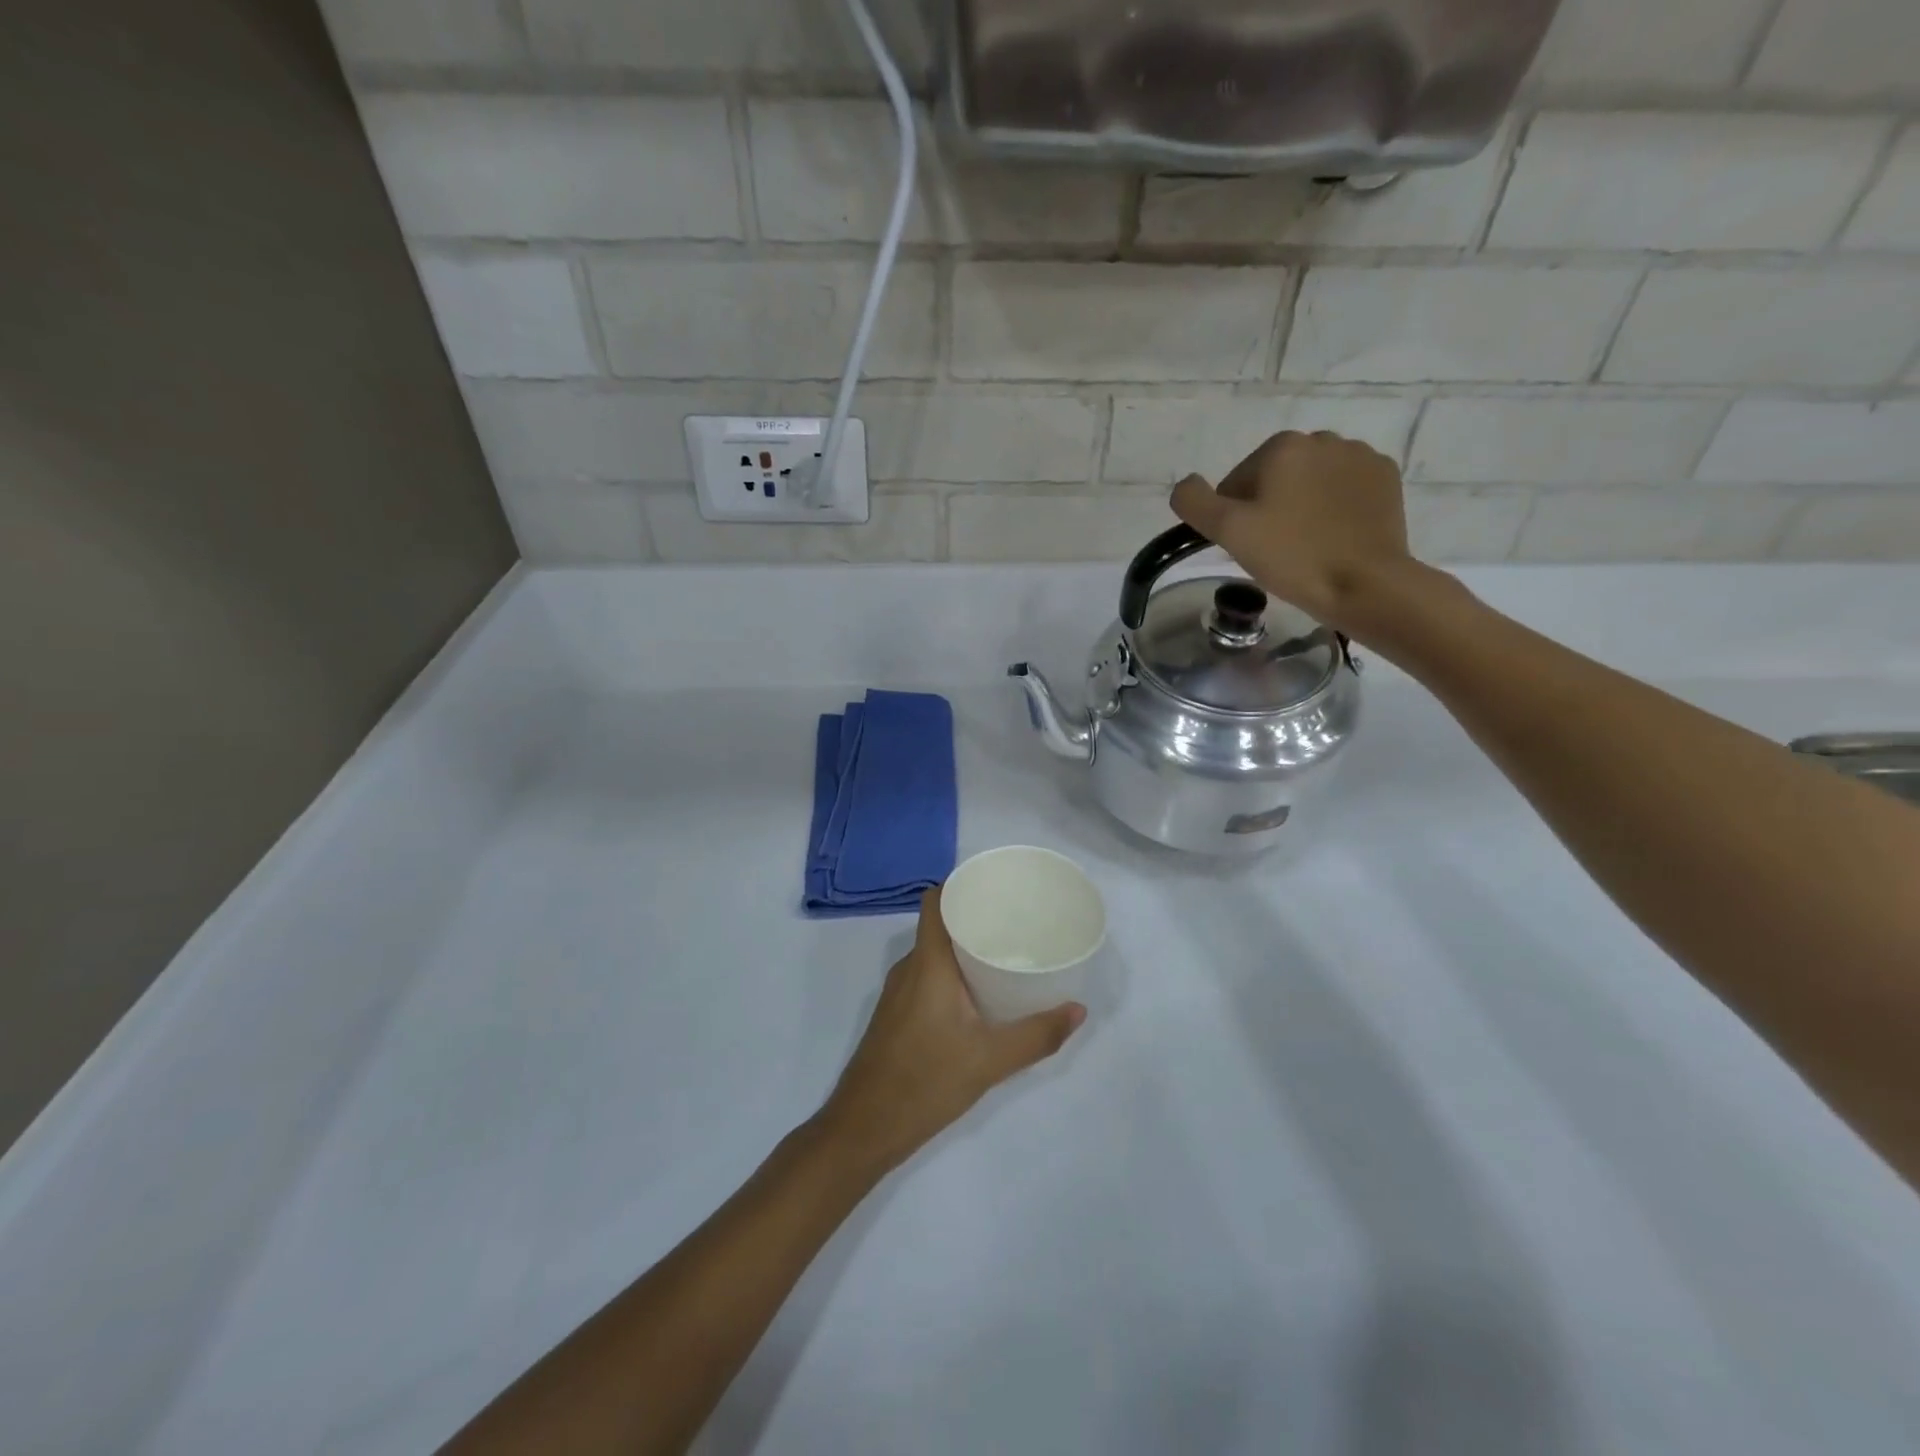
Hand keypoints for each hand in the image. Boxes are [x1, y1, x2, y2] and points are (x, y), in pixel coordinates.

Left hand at [815, 887, 1083, 1175]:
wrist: (863, 1129)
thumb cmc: (924, 1082)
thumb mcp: (990, 1060)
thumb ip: (1036, 1035)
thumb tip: (1078, 1010)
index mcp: (927, 963)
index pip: (936, 901)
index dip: (961, 885)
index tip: (996, 889)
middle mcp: (909, 968)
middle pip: (939, 925)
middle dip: (974, 918)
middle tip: (1016, 923)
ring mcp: (898, 993)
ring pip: (933, 954)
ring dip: (964, 949)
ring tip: (1005, 954)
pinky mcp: (897, 1015)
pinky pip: (927, 977)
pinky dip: (952, 973)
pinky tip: (979, 995)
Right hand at [1169, 430, 1414, 632]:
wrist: (1365, 583)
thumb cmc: (1292, 556)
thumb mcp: (1228, 531)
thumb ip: (1194, 501)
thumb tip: (1186, 484)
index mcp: (1282, 446)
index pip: (1237, 482)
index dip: (1234, 517)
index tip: (1248, 545)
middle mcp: (1323, 438)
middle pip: (1275, 478)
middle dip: (1269, 507)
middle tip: (1274, 549)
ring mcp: (1360, 456)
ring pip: (1311, 481)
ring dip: (1302, 505)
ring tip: (1307, 545)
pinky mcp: (1385, 478)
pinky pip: (1345, 488)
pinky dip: (1335, 507)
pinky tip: (1335, 536)